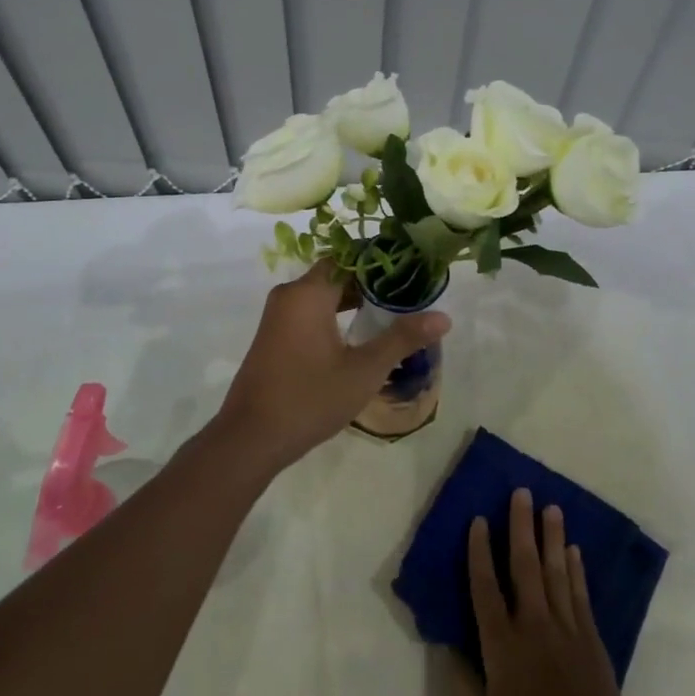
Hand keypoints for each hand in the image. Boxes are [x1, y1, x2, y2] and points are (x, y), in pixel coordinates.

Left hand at [211, 261, 449, 472]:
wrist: (250, 438)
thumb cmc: (309, 398)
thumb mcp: (364, 370)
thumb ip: (403, 339)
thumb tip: (444, 317)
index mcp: (308, 293)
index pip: (348, 257)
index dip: (380, 260)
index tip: (410, 268)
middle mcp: (289, 296)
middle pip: (336, 275)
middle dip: (371, 282)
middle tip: (408, 292)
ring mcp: (277, 317)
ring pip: (322, 295)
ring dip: (353, 300)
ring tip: (391, 312)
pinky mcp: (274, 337)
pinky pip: (309, 312)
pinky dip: (334, 315)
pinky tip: (358, 334)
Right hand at [451, 488, 637, 695]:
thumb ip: (464, 684)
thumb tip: (447, 647)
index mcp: (502, 643)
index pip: (485, 586)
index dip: (479, 551)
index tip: (478, 519)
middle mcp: (533, 624)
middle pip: (524, 565)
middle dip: (520, 526)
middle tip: (521, 492)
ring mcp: (566, 628)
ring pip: (556, 571)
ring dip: (551, 537)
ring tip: (550, 507)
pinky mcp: (591, 639)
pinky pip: (580, 593)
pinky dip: (576, 569)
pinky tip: (573, 550)